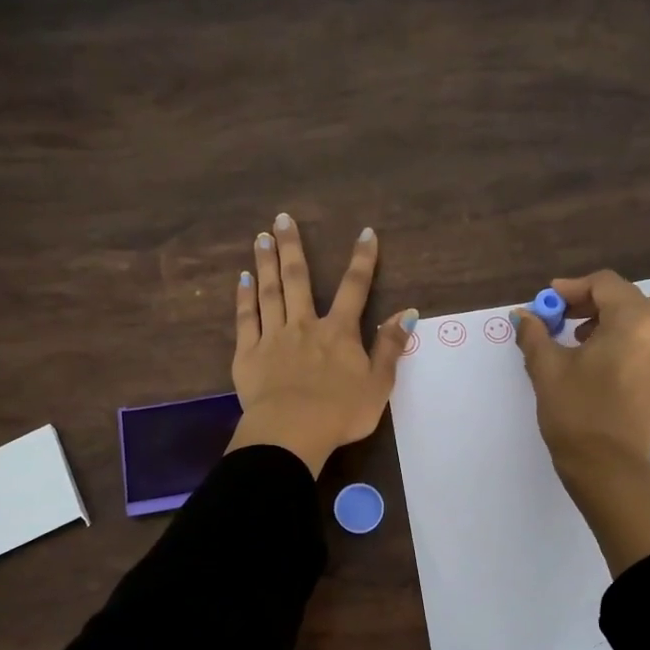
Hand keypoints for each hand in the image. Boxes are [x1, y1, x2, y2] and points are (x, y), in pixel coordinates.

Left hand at [228, 214, 417, 476]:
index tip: (365, 233)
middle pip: (298, 279)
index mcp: (339, 333)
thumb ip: (391, 346)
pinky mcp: (248, 354)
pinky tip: (241, 279)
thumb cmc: (341, 412)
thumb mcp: (379, 383)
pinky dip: (243, 298)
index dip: (362, 259)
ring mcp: (273, 337)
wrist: (292, 431)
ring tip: (260, 238)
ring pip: (269, 292)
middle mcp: (305, 325)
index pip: (354, 288)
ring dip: (265, 263)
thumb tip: (408, 312)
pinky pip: (245, 319)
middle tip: (282, 219)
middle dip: (292, 247)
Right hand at [514, 270, 649, 573]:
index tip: (546, 302)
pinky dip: (618, 337)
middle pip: (624, 298)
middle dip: (588, 302)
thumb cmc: (577, 412)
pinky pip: (643, 340)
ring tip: (572, 338)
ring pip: (636, 319)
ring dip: (604, 319)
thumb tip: (523, 315)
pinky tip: (592, 358)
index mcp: (634, 321)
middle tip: (557, 317)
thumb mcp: (547, 368)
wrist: (609, 468)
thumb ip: (535, 334)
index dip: (571, 288)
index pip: (605, 284)